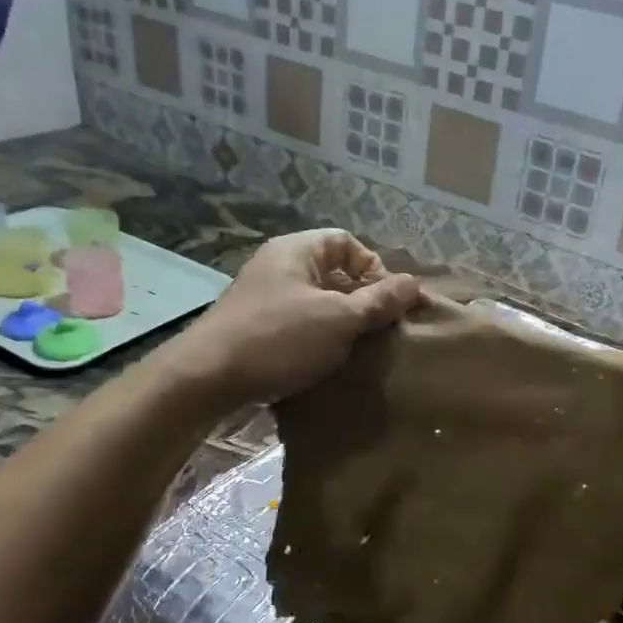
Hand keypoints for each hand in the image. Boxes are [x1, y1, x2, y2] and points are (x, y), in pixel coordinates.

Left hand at [168, 231, 419, 404]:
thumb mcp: (338, 319)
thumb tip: (415, 283)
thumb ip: (378, 301)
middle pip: (333, 274)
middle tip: (379, 332)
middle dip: (361, 301)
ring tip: (358, 352)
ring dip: (341, 326)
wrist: (207, 379)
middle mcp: (278, 267)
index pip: (348, 243)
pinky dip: (317, 341)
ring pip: (316, 303)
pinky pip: (298, 326)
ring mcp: (263, 299)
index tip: (388, 304)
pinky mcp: (255, 329)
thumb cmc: (278, 340)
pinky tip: (328, 365)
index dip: (375, 268)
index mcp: (297, 251)